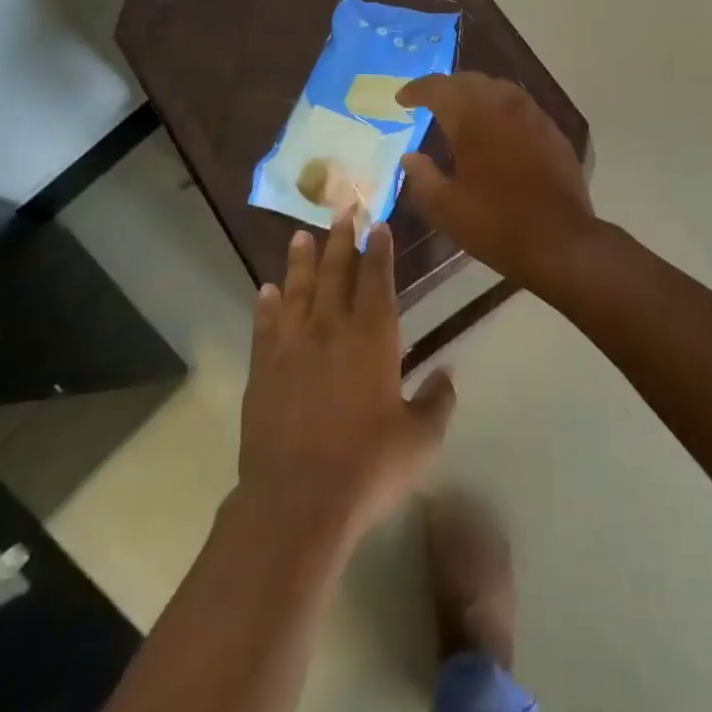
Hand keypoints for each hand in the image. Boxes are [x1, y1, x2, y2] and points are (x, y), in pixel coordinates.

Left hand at [238, 215, 456, 543]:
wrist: (297, 501)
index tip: (378, 224)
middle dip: (341, 240)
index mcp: (373, 338)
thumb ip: (437, 401)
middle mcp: (331, 330)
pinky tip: (266, 290)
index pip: (378, 280)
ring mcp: (292, 347)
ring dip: (301, 261)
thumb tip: (449, 374)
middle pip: (336, 273)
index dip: (379, 250)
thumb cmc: (368, 467)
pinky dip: (267, 305)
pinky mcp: (263, 370)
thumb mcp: (420, 440)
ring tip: (301, 236)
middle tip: (342, 210)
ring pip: (298, 290)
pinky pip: (265, 326)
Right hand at [396, 72, 598, 286]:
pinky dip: (500, 109)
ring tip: (461, 112)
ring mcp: (533, 115)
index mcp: (472, 118)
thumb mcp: (445, 207)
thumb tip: (409, 157)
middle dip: (446, 87)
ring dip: (475, 94)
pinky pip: (520, 106)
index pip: (438, 87)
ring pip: (498, 88)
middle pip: (469, 80)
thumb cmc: (495, 223)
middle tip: (429, 102)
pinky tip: (497, 130)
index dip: (416, 89)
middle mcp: (503, 105)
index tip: (402, 99)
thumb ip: (422, 176)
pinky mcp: (552, 131)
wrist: (559, 240)